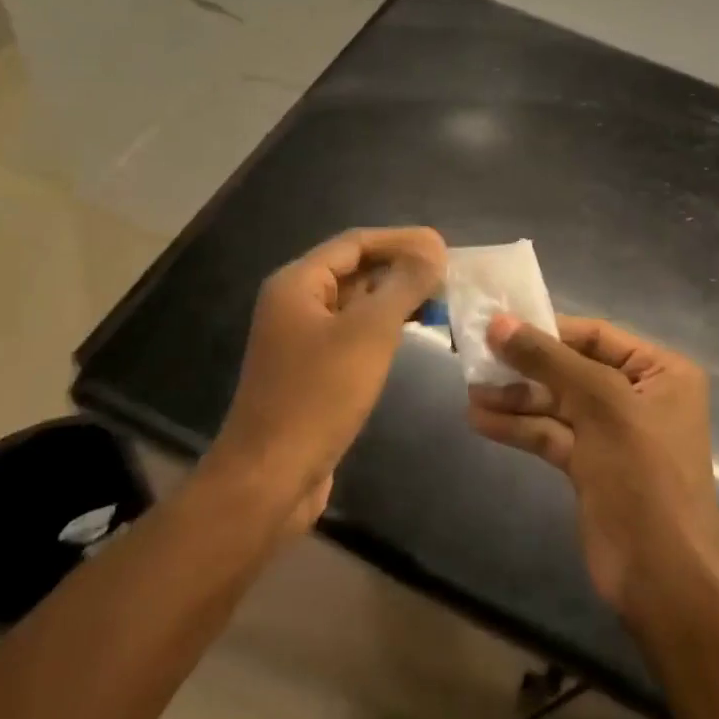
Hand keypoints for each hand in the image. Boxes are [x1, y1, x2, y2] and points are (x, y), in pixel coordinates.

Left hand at [209, 227, 445, 530]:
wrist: (270, 478)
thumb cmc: (319, 395)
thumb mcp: (369, 332)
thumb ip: (404, 284)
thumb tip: (434, 247)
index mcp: (297, 283)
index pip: (355, 242)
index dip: (401, 240)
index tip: (443, 246)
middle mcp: (294, 303)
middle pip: (354, 270)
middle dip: (400, 268)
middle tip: (448, 274)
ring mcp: (301, 339)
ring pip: (354, 303)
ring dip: (394, 298)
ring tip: (439, 300)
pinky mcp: (311, 371)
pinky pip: (351, 334)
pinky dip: (382, 327)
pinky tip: (411, 333)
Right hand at [468, 315, 718, 619]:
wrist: (663, 574)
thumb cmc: (643, 473)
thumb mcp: (600, 403)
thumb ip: (547, 359)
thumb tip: (498, 323)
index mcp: (660, 371)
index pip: (595, 335)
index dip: (546, 328)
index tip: (498, 324)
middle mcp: (638, 395)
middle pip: (571, 368)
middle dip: (525, 365)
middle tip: (475, 356)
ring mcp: (612, 433)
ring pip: (556, 403)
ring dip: (515, 398)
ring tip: (470, 391)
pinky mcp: (590, 466)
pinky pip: (551, 434)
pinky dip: (519, 427)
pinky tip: (481, 420)